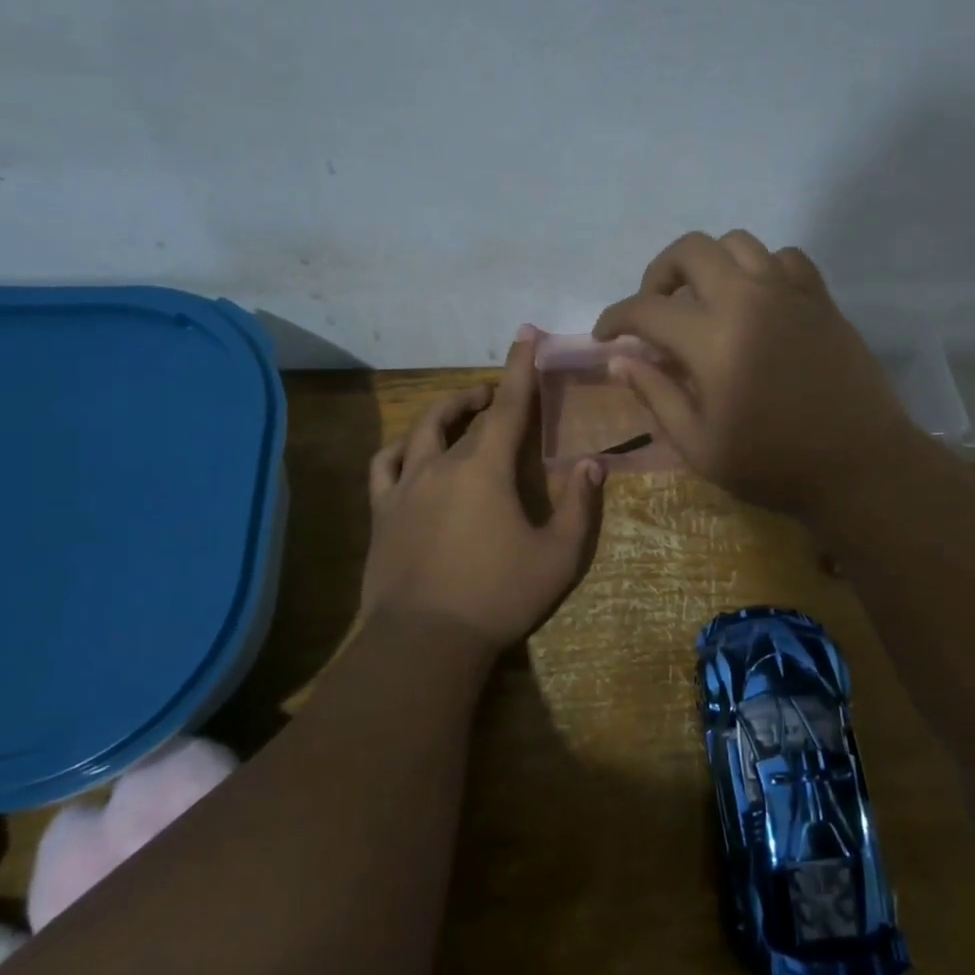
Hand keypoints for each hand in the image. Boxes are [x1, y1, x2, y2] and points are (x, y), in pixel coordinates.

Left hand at [358, 338, 604, 660]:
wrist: (426, 640)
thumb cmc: (499, 596)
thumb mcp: (558, 556)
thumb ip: (579, 507)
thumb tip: (592, 465)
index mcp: (486, 469)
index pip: (508, 405)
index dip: (520, 367)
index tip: (525, 333)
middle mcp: (442, 464)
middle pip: (469, 418)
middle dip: (489, 395)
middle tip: (504, 392)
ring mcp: (406, 487)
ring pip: (423, 430)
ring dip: (446, 411)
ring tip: (464, 409)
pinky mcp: (382, 512)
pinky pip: (384, 465)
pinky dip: (401, 448)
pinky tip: (411, 450)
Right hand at [593, 230, 917, 522]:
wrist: (860, 466)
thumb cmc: (773, 464)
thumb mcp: (699, 444)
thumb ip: (656, 394)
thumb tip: (619, 359)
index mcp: (712, 339)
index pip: (646, 309)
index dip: (615, 319)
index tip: (605, 336)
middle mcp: (749, 299)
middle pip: (691, 250)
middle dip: (659, 274)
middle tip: (655, 309)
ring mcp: (790, 293)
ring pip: (738, 242)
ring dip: (709, 265)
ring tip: (704, 300)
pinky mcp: (821, 299)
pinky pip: (784, 257)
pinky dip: (760, 268)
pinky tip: (756, 301)